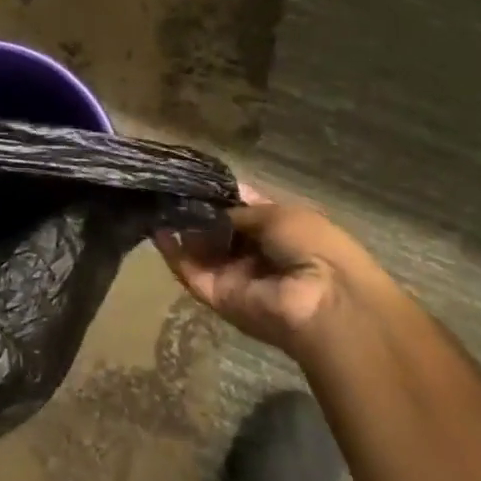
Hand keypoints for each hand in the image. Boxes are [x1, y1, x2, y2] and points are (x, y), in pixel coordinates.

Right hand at [154, 184, 378, 360]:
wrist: (323, 301)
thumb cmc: (313, 247)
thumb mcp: (279, 214)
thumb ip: (240, 210)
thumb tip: (211, 207)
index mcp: (278, 232)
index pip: (241, 212)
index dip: (219, 196)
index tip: (192, 178)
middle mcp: (255, 255)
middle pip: (217, 230)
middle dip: (195, 210)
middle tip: (168, 188)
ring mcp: (234, 277)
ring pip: (200, 250)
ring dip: (180, 228)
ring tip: (156, 201)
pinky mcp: (216, 296)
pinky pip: (190, 271)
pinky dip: (172, 252)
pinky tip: (156, 227)